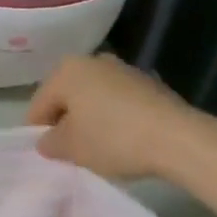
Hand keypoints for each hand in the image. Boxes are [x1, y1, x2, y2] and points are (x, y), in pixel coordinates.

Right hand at [25, 54, 198, 180]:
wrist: (178, 138)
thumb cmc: (113, 138)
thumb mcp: (72, 148)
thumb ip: (50, 143)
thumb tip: (47, 141)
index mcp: (66, 70)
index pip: (39, 104)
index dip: (38, 132)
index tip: (49, 155)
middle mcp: (92, 61)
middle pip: (66, 97)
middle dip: (65, 122)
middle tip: (72, 152)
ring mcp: (122, 69)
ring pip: (93, 97)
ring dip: (90, 119)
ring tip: (99, 148)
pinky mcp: (147, 83)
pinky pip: (118, 101)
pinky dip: (114, 117)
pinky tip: (124, 140)